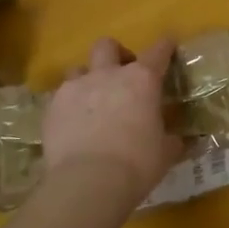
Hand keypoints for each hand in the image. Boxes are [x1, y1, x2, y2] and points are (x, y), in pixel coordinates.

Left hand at [43, 38, 181, 201]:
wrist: (88, 181)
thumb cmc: (137, 164)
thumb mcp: (165, 154)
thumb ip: (171, 141)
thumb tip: (177, 140)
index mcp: (141, 81)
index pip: (158, 52)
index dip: (165, 47)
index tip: (168, 46)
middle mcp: (107, 75)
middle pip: (108, 46)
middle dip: (116, 55)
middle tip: (122, 75)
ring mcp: (75, 88)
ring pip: (79, 68)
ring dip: (88, 79)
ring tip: (93, 101)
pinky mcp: (52, 107)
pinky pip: (61, 97)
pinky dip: (70, 106)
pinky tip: (74, 125)